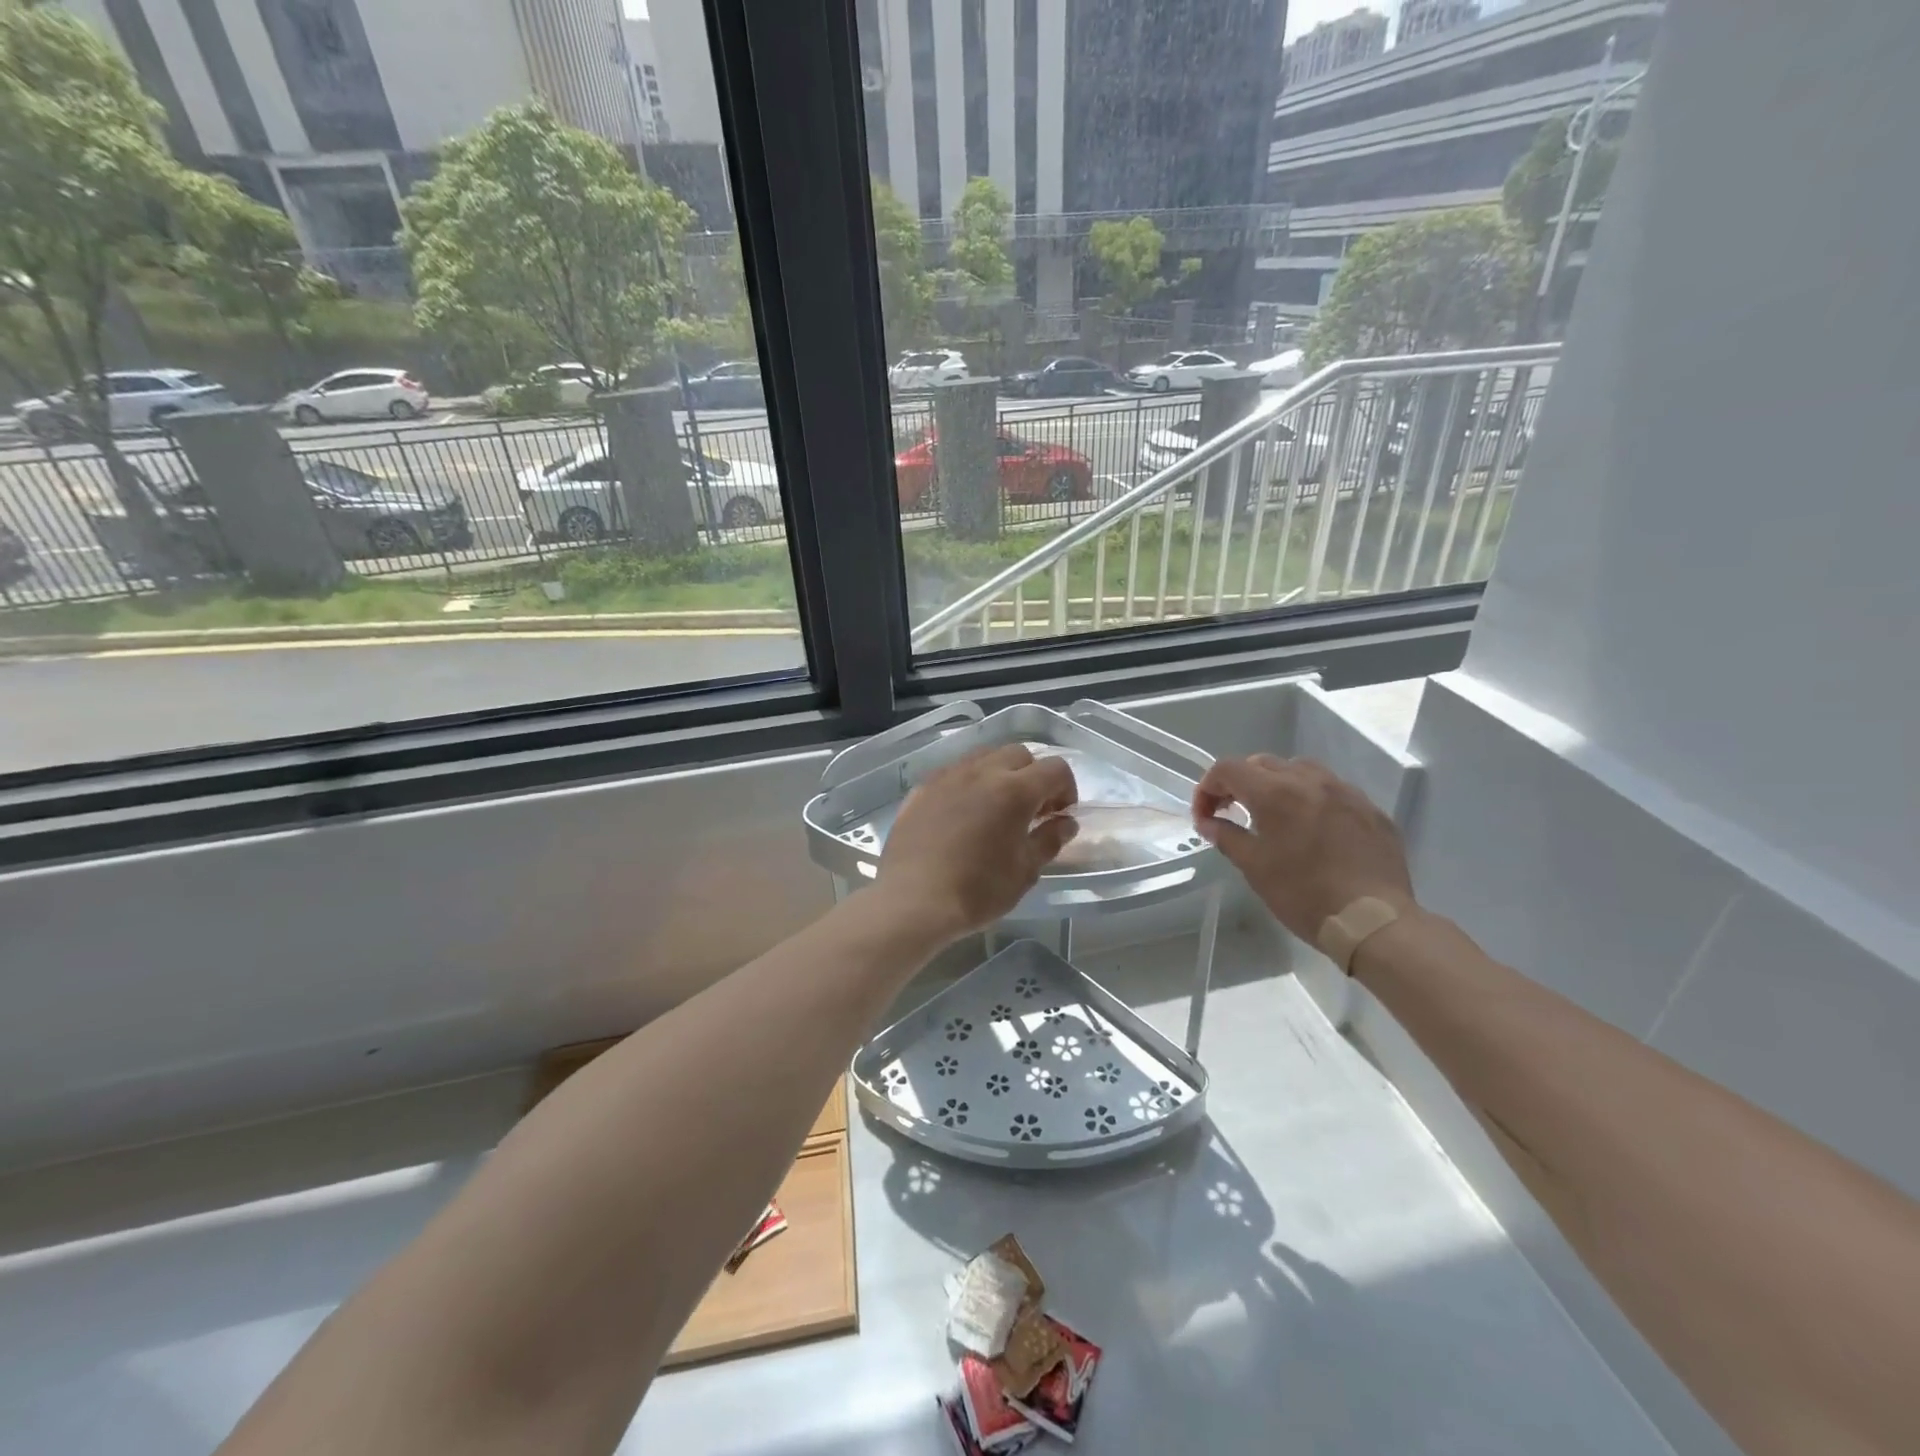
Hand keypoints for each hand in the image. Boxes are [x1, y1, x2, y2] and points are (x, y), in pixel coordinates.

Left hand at [878, 745, 1078, 940]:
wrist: (912, 901)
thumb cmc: (977, 891)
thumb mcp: (1024, 871)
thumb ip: (1049, 840)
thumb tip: (1065, 823)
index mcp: (1014, 790)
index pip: (1055, 769)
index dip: (1066, 789)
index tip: (1060, 816)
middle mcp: (981, 771)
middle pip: (1019, 754)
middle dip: (1033, 776)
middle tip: (1031, 810)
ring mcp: (947, 776)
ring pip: (984, 757)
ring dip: (999, 774)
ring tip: (996, 809)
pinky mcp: (922, 788)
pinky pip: (954, 772)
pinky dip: (968, 783)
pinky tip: (963, 815)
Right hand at [1192, 754, 1413, 941]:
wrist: (1374, 922)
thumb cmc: (1304, 895)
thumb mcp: (1254, 868)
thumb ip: (1227, 837)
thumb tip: (1208, 823)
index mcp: (1275, 793)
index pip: (1228, 769)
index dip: (1207, 788)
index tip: (1205, 816)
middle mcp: (1310, 780)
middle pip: (1262, 763)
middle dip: (1240, 783)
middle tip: (1232, 812)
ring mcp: (1346, 792)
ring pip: (1301, 769)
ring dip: (1277, 783)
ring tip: (1274, 814)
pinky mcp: (1371, 809)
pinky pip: (1333, 790)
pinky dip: (1312, 798)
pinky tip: (1313, 828)